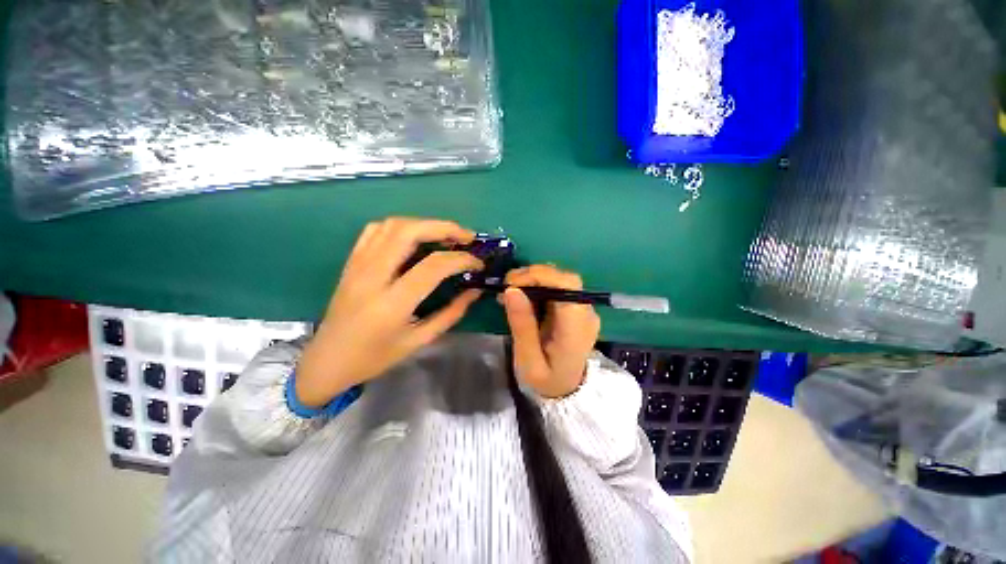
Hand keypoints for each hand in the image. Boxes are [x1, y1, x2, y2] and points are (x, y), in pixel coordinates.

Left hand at [295, 218, 483, 407]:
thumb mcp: (418, 341)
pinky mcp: (351, 262)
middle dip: (444, 228)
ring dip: (425, 224)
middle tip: (466, 237)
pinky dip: (401, 227)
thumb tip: (474, 291)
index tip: (478, 263)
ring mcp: (358, 265)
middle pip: (409, 232)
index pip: (433, 266)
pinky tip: (415, 237)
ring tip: (446, 235)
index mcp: (392, 303)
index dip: (461, 259)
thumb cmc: (375, 357)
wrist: (326, 361)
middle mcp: (372, 277)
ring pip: (392, 225)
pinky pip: (375, 231)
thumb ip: (450, 314)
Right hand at [501, 265, 600, 398]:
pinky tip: (522, 295)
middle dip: (533, 275)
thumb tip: (511, 290)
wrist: (566, 391)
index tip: (511, 283)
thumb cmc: (546, 380)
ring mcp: (583, 310)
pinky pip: (557, 288)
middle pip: (565, 278)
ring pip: (560, 280)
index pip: (567, 285)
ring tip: (510, 290)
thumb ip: (522, 325)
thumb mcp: (528, 360)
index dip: (539, 275)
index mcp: (577, 326)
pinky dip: (538, 286)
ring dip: (534, 279)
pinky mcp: (575, 309)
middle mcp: (586, 313)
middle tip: (506, 285)